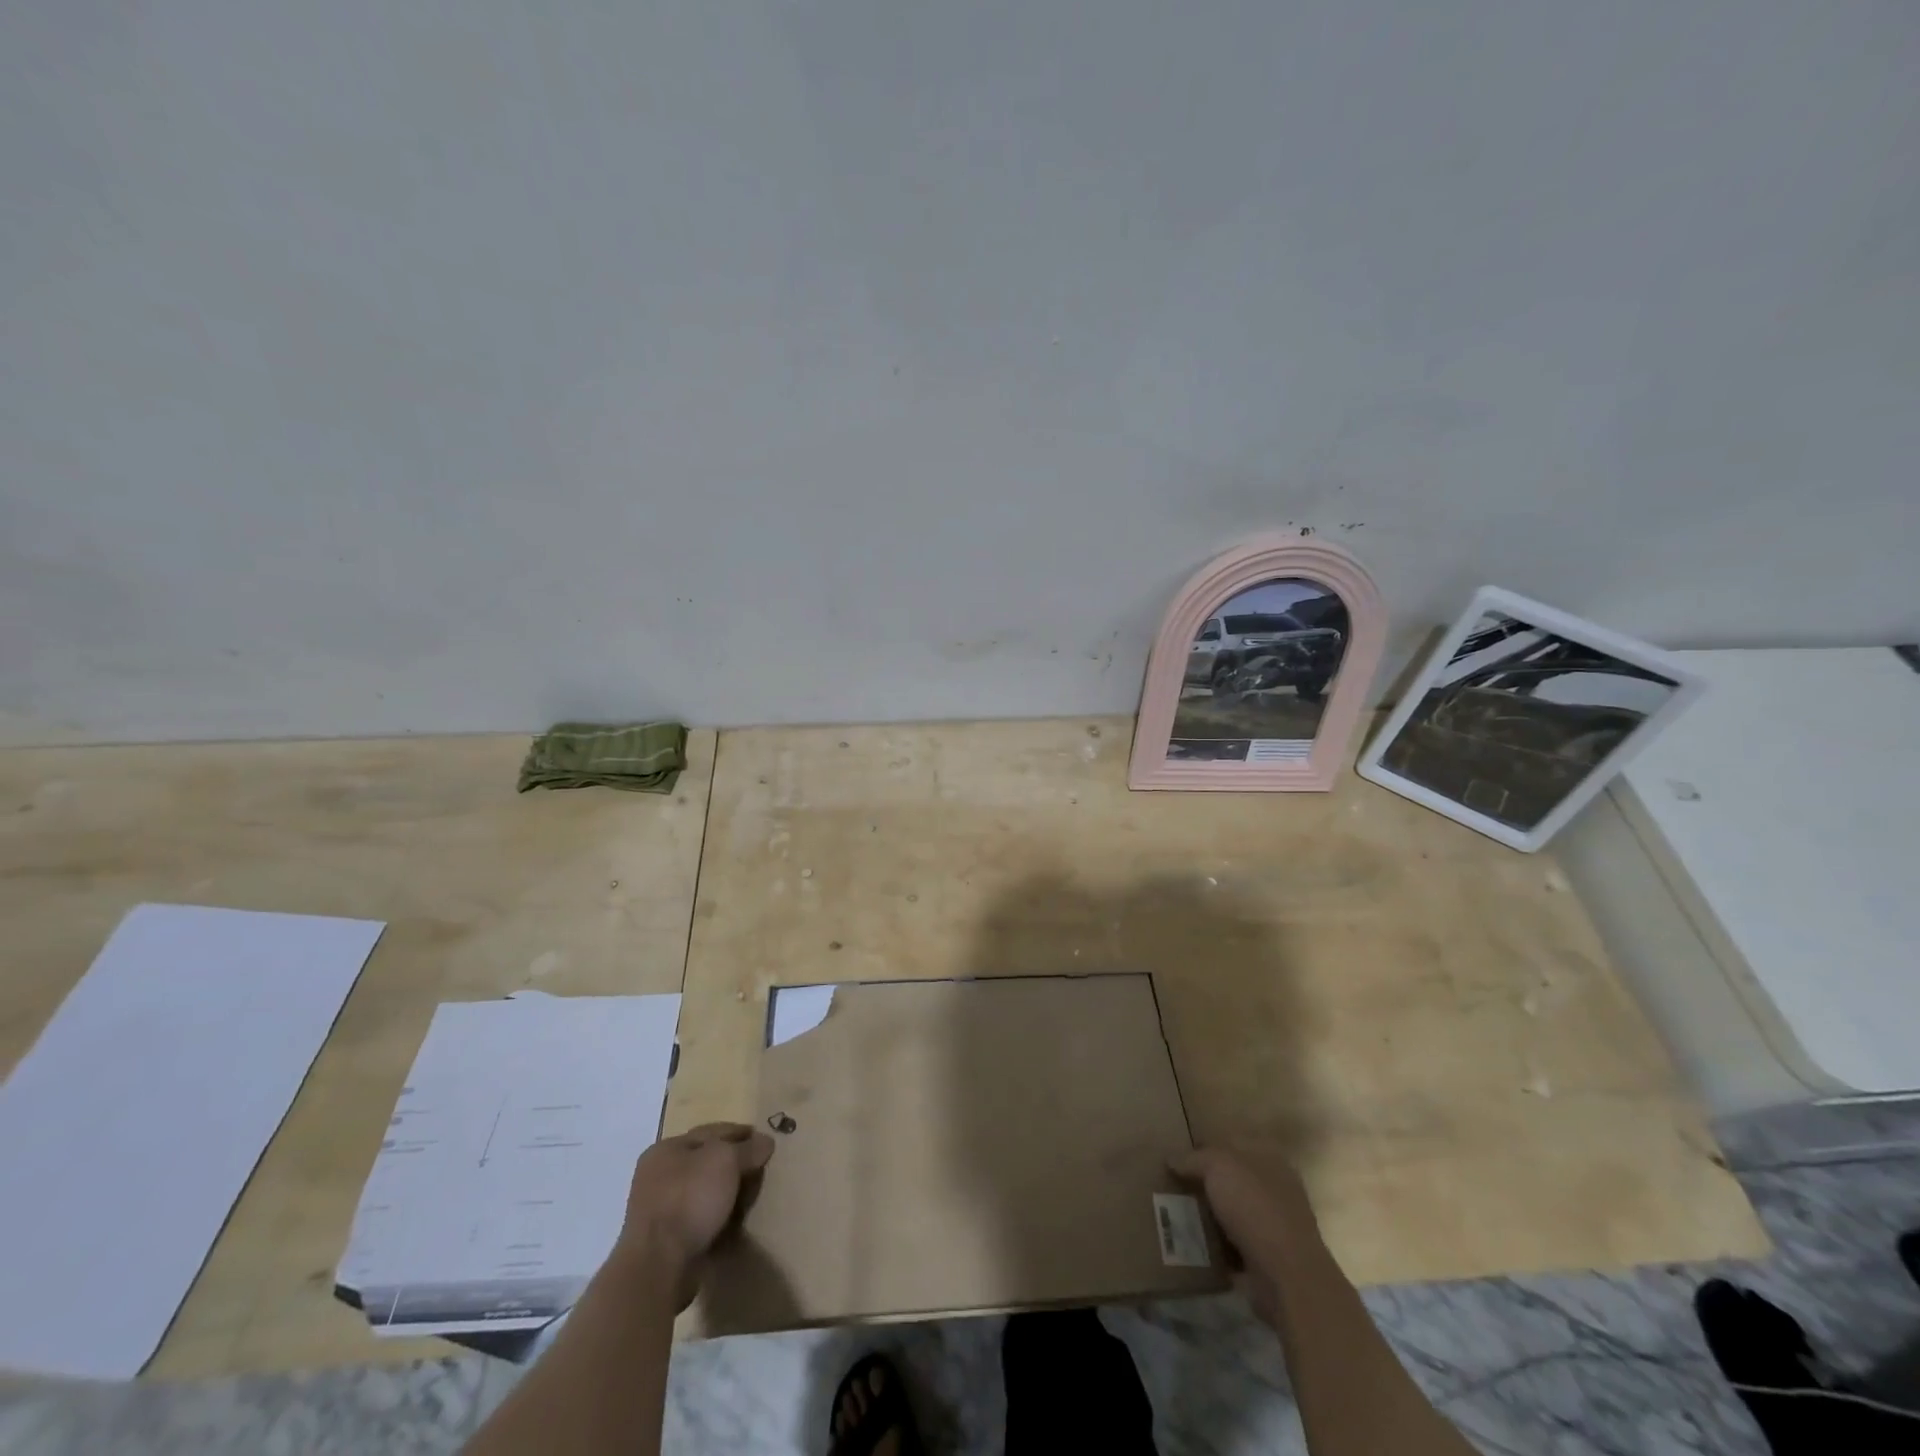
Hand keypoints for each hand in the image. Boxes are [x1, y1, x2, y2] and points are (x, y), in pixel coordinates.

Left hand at [616, 1122, 774, 1307]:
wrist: (657, 1266)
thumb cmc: (689, 1199)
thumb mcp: (726, 1161)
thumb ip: (748, 1148)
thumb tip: (766, 1142)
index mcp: (666, 1149)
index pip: (711, 1132)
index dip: (740, 1134)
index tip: (764, 1141)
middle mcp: (657, 1176)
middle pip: (705, 1163)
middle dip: (733, 1165)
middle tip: (759, 1170)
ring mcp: (657, 1211)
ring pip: (702, 1192)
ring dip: (725, 1193)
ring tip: (750, 1198)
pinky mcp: (663, 1242)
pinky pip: (698, 1219)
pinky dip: (716, 1218)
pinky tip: (732, 1222)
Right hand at [1170, 1144, 1320, 1323]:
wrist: (1286, 1275)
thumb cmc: (1254, 1206)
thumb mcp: (1217, 1165)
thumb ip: (1194, 1158)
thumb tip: (1172, 1159)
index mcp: (1270, 1158)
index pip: (1232, 1143)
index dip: (1205, 1147)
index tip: (1179, 1159)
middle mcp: (1276, 1188)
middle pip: (1232, 1179)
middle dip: (1205, 1184)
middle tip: (1174, 1188)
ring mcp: (1275, 1226)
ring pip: (1232, 1213)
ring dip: (1210, 1217)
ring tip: (1178, 1217)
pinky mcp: (1269, 1259)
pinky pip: (1234, 1246)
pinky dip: (1216, 1247)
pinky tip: (1193, 1246)